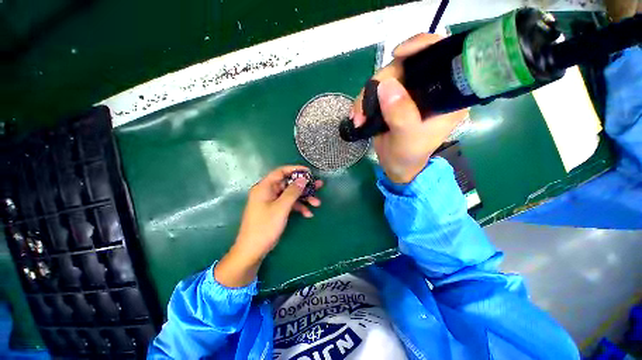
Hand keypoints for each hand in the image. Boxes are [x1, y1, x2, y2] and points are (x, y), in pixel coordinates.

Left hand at [214, 165, 322, 286]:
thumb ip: (293, 192)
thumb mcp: (281, 208)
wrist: (253, 250)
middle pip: (288, 184)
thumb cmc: (265, 227)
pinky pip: (288, 204)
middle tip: (319, 186)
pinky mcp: (275, 210)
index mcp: (265, 187)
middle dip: (304, 186)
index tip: (309, 172)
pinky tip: (308, 214)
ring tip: (317, 203)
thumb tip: (303, 179)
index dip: (295, 169)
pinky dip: (298, 207)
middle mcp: (268, 191)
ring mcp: (271, 201)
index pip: (281, 172)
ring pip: (290, 195)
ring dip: (304, 199)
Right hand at [350, 33, 467, 183]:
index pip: (440, 56)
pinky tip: (357, 115)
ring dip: (366, 96)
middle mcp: (428, 89)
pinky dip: (363, 102)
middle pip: (404, 66)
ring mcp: (408, 93)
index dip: (420, 46)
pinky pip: (375, 91)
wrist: (395, 166)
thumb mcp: (408, 138)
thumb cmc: (409, 156)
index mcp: (445, 95)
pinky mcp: (392, 101)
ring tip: (358, 117)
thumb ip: (401, 113)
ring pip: (385, 79)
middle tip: (363, 107)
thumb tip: (386, 84)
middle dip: (380, 83)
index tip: (397, 54)